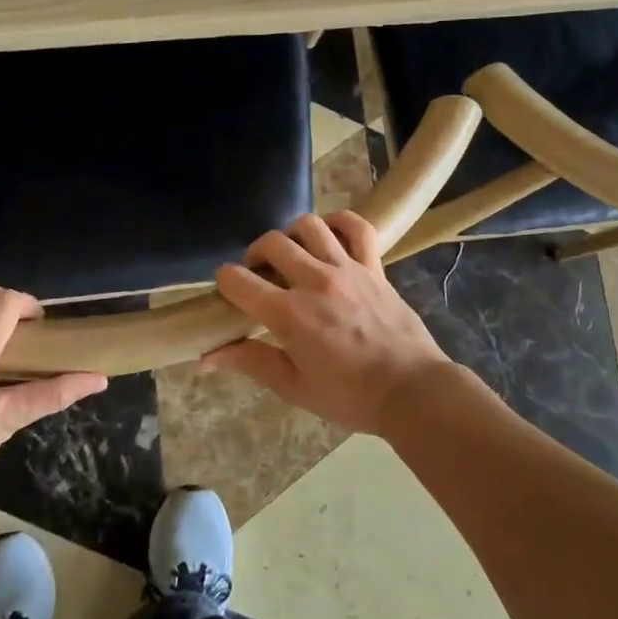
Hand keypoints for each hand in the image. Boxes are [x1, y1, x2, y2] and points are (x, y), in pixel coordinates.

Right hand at [203, 212, 455, 433]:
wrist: (411, 390)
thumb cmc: (350, 397)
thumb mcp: (295, 387)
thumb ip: (251, 362)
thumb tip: (206, 359)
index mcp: (289, 314)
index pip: (238, 280)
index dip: (225, 283)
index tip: (230, 295)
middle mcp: (314, 281)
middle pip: (270, 243)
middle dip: (254, 256)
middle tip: (260, 277)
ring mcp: (347, 269)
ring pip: (309, 226)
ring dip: (291, 235)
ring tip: (292, 255)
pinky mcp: (374, 266)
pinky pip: (357, 228)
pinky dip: (340, 221)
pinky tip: (329, 233)